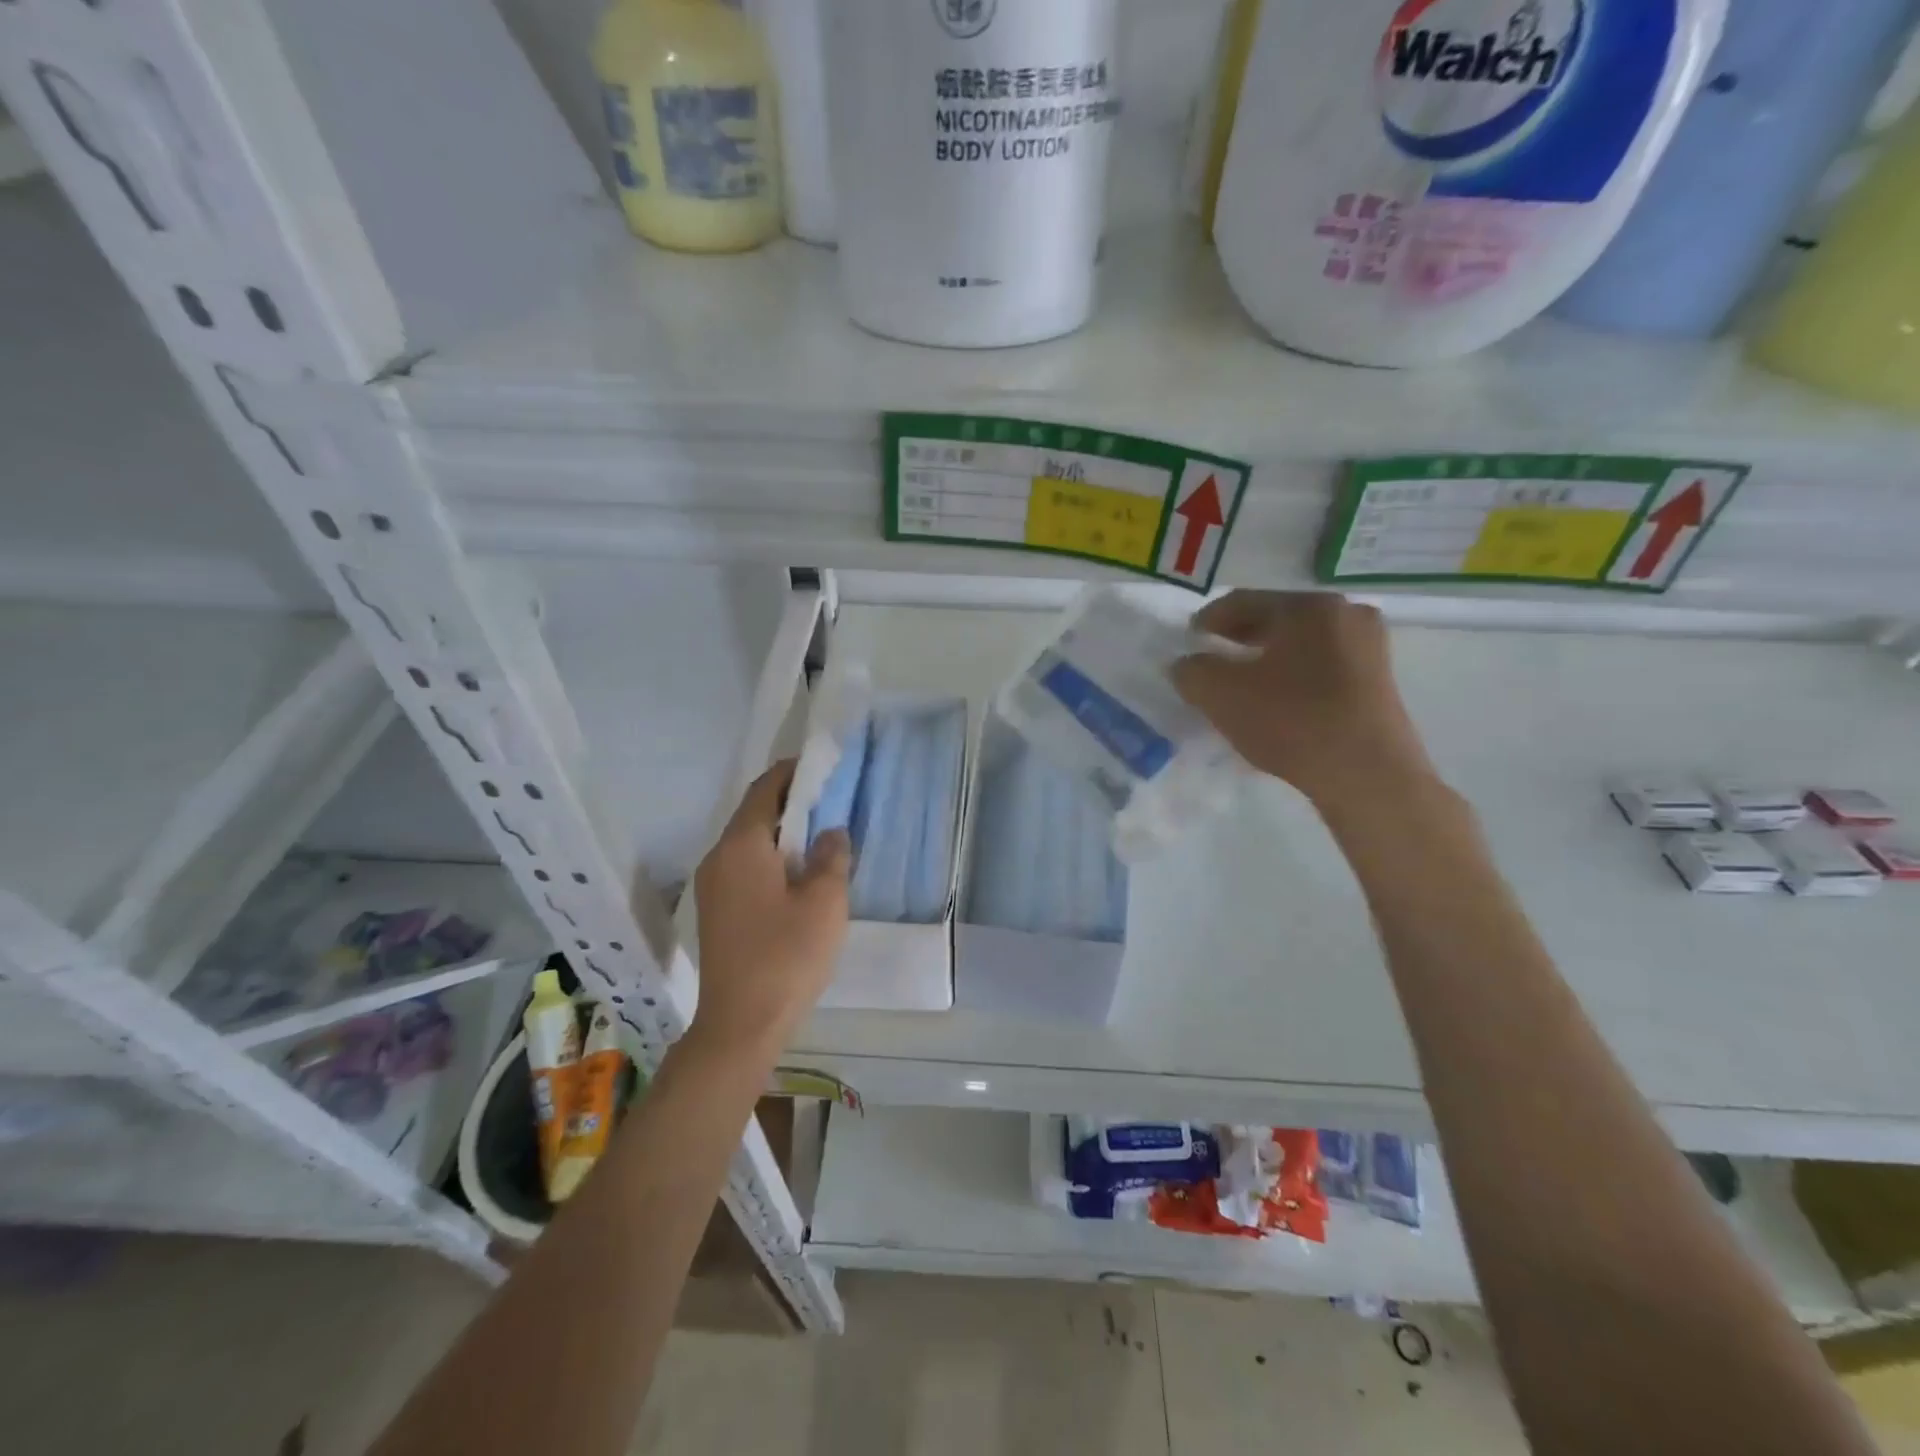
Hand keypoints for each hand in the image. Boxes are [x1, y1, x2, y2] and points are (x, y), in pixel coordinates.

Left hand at [690, 760, 850, 1057]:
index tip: (824, 765)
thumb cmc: (787, 956)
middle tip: (831, 800)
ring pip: (749, 843)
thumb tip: (831, 831)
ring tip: (821, 836)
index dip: (794, 772)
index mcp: (741, 846)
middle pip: (754, 814)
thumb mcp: (824, 901)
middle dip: (791, 802)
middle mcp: (718, 857)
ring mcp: (712, 887)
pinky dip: (771, 858)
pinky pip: (745, 867)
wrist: (740, 1024)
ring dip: (782, 833)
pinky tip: (799, 875)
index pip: (765, 789)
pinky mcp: (716, 912)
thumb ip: (831, 856)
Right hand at [1171, 591, 1436, 809]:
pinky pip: (1322, 665)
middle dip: (1239, 637)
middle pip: (1277, 618)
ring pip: (1301, 643)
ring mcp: (1369, 647)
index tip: (1188, 638)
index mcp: (1308, 606)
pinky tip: (1276, 700)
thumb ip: (1192, 671)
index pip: (1244, 601)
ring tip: (1240, 682)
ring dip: (1266, 658)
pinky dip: (1293, 674)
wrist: (1366, 773)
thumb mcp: (1221, 694)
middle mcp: (1345, 614)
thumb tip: (1187, 663)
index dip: (1209, 619)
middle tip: (1212, 656)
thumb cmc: (1291, 721)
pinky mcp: (1378, 681)